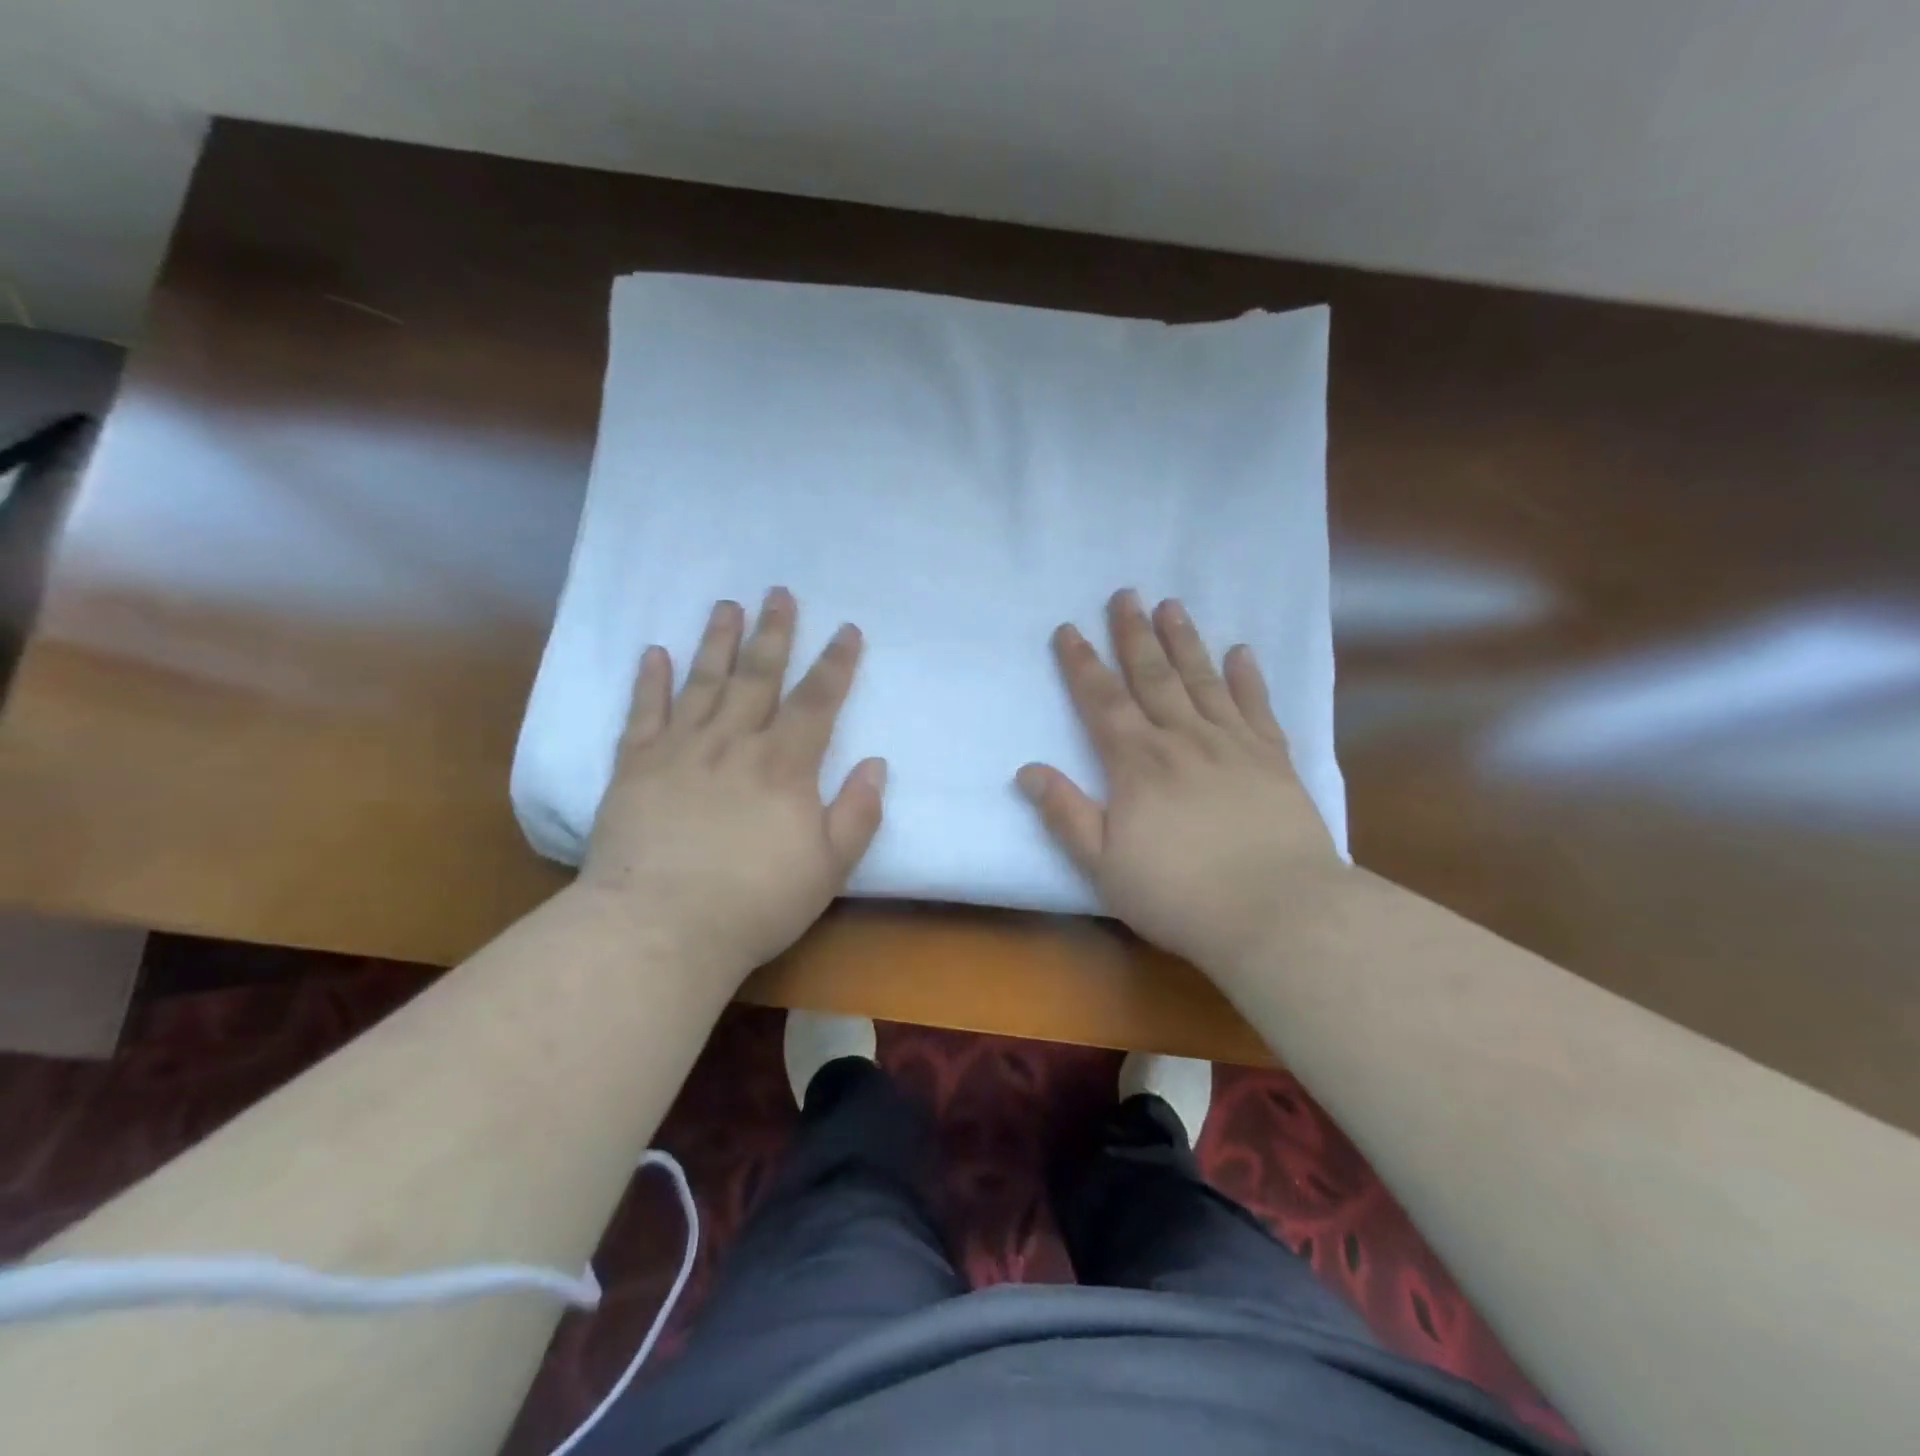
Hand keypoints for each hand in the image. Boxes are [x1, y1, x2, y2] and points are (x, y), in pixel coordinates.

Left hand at [579, 588, 885, 977]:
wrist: (660, 928)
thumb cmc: (755, 903)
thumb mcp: (828, 868)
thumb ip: (858, 813)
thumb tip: (875, 763)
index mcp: (784, 766)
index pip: (817, 701)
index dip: (836, 663)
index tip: (847, 629)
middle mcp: (734, 744)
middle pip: (758, 677)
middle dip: (773, 633)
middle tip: (779, 592)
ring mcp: (680, 751)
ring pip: (703, 683)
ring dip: (716, 641)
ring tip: (726, 605)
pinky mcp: (635, 767)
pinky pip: (643, 713)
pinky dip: (650, 681)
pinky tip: (654, 653)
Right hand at [1017, 589, 1344, 972]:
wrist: (1278, 912)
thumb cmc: (1180, 895)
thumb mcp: (1103, 865)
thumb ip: (1065, 814)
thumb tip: (1027, 770)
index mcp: (1137, 764)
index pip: (1103, 702)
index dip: (1082, 664)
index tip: (1069, 629)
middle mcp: (1183, 739)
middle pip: (1153, 676)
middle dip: (1134, 634)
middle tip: (1125, 594)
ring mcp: (1233, 745)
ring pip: (1202, 680)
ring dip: (1184, 641)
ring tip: (1172, 605)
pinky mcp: (1274, 760)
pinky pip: (1257, 706)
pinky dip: (1247, 677)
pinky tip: (1241, 652)